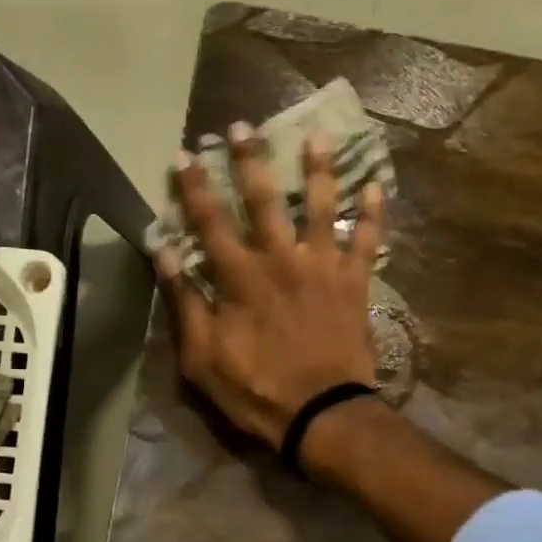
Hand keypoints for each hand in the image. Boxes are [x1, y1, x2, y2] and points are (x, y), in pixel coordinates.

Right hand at [157, 123, 384, 448]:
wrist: (321, 414)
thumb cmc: (256, 391)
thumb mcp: (202, 358)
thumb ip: (185, 302)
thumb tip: (164, 252)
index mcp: (240, 278)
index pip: (209, 222)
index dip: (194, 187)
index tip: (184, 155)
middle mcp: (281, 260)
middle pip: (264, 200)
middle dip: (250, 160)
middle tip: (244, 127)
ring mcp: (323, 268)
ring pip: (321, 207)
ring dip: (318, 170)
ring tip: (318, 137)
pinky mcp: (355, 283)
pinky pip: (367, 242)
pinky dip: (373, 214)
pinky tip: (377, 186)